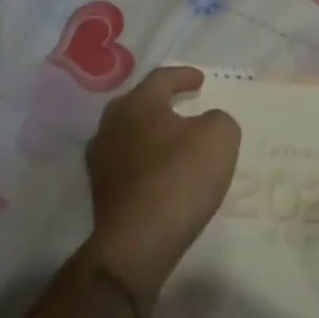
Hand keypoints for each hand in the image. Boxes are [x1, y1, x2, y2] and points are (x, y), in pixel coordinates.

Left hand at [84, 66, 240, 305]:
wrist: (137, 241)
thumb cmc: (179, 177)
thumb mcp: (219, 138)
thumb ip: (218, 119)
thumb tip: (206, 122)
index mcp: (138, 103)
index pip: (162, 78)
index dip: (184, 76)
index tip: (200, 80)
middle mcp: (112, 123)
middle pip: (138, 103)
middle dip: (161, 102)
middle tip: (182, 105)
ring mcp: (100, 158)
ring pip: (128, 133)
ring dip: (150, 133)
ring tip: (172, 141)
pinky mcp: (99, 190)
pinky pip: (125, 163)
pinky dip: (143, 161)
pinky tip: (159, 172)